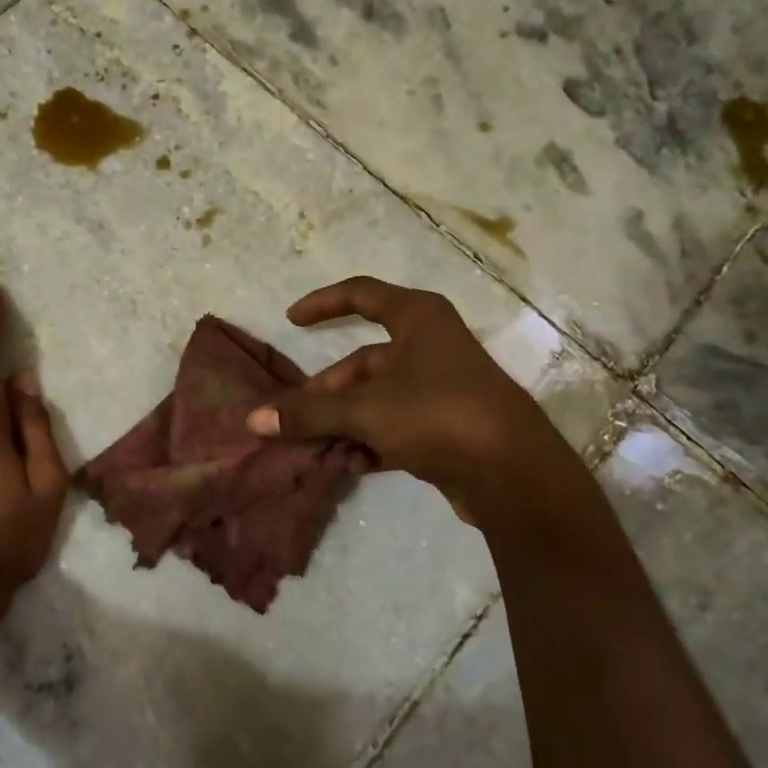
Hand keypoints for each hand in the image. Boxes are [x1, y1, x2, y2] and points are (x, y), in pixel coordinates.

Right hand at [246, 277, 572, 524]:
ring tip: (316, 452)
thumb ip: (308, 414)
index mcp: (417, 318)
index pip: (361, 295)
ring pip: (374, 399)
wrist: (513, 473)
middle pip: (362, 363)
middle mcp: (428, 345)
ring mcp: (438, 387)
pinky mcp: (445, 426)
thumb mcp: (365, 410)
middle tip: (292, 420)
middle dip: (325, 394)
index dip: (323, 303)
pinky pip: (393, 425)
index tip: (291, 319)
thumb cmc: (437, 414)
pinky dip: (368, 442)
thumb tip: (254, 419)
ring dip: (342, 424)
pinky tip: (349, 466)